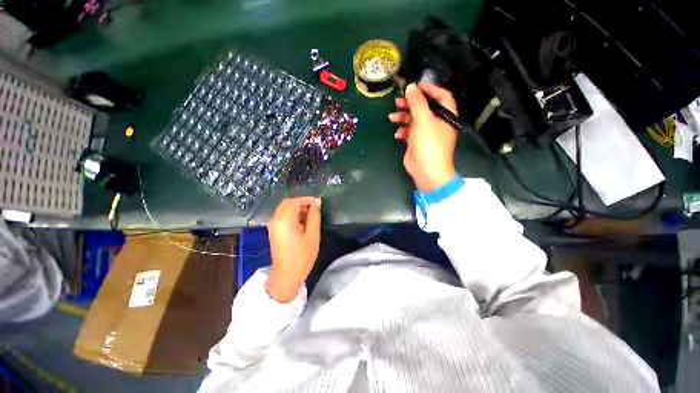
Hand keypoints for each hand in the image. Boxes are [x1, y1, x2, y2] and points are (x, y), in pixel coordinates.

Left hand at [266, 197, 321, 302]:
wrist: (286, 276)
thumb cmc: (302, 256)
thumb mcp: (312, 235)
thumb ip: (314, 216)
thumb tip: (317, 203)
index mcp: (284, 220)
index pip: (295, 201)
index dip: (307, 199)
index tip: (320, 203)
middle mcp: (276, 220)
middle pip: (288, 203)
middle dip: (302, 203)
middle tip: (315, 209)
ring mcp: (273, 225)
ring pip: (285, 208)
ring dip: (298, 208)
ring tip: (311, 216)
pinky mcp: (274, 230)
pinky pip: (283, 216)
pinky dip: (293, 214)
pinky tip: (302, 222)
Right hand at [389, 82, 457, 191]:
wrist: (427, 171)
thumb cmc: (429, 144)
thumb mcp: (423, 120)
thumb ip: (417, 102)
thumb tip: (411, 87)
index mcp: (446, 115)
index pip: (441, 95)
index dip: (429, 89)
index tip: (414, 86)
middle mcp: (437, 122)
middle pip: (424, 107)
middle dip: (410, 103)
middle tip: (397, 101)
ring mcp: (427, 133)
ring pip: (415, 119)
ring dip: (403, 117)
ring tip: (392, 117)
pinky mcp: (418, 142)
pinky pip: (410, 131)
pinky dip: (403, 130)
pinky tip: (397, 134)